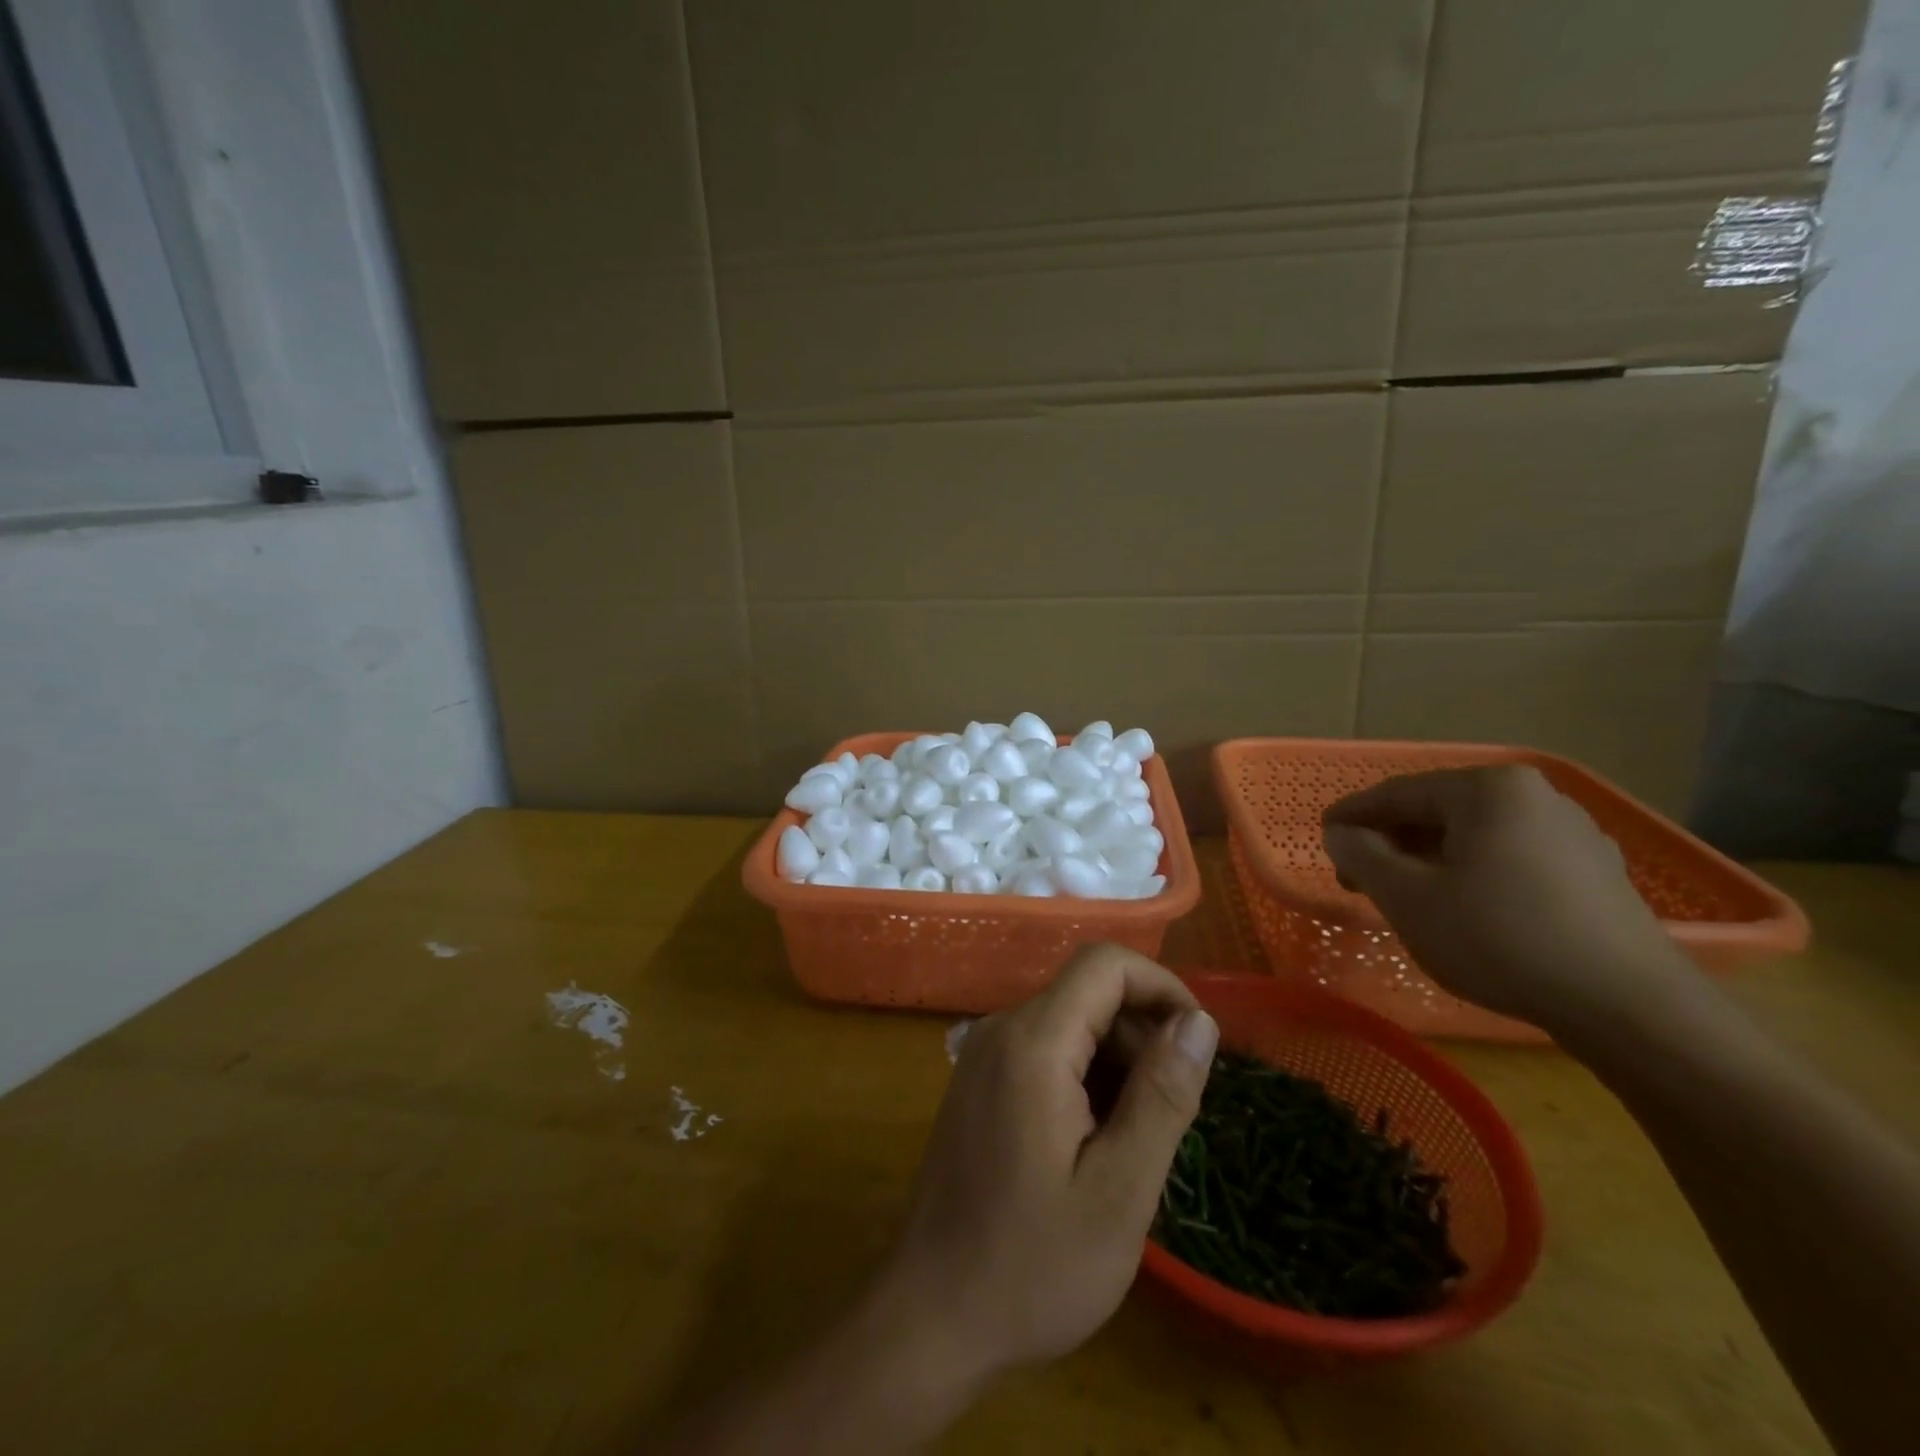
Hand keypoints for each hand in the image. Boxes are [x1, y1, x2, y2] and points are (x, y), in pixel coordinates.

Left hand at [871, 944, 1219, 1386]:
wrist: (931, 1314)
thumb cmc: (1032, 1264)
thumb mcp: (1119, 1190)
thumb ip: (1163, 1095)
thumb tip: (1199, 1021)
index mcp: (1033, 1042)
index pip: (1105, 964)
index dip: (1162, 988)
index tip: (1198, 1049)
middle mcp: (1002, 1029)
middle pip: (1089, 993)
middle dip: (1142, 1037)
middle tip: (1167, 1121)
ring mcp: (984, 1054)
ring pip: (1071, 1023)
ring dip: (1116, 1064)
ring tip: (1130, 1145)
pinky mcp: (979, 1081)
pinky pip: (1046, 1051)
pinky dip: (1085, 1079)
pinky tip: (1092, 1146)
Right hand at [1321, 764, 1691, 1033]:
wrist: (1629, 1009)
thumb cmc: (1500, 939)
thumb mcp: (1408, 897)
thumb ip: (1361, 855)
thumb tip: (1339, 834)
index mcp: (1489, 789)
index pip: (1399, 793)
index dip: (1353, 816)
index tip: (1323, 836)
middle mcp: (1536, 796)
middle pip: (1439, 812)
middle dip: (1392, 842)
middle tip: (1357, 877)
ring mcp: (1574, 833)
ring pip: (1476, 836)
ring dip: (1429, 860)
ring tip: (1403, 895)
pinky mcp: (1595, 872)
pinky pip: (1512, 858)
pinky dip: (1472, 873)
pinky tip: (1461, 908)